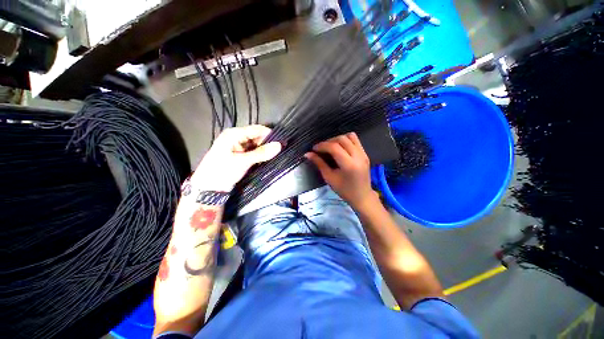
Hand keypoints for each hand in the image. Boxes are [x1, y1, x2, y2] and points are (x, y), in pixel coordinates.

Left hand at [190, 125, 281, 191]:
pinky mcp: (239, 155)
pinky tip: (266, 159)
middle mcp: (236, 137)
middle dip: (268, 143)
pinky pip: (253, 151)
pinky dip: (259, 155)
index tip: (282, 142)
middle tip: (279, 151)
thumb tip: (279, 145)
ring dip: (264, 150)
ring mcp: (238, 146)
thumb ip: (262, 153)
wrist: (208, 188)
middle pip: (257, 136)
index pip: (257, 129)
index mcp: (234, 134)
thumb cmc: (223, 171)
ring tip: (275, 155)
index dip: (270, 135)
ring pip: (256, 145)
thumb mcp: (243, 161)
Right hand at [305, 132, 376, 210]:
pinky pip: (355, 140)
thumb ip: (319, 164)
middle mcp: (358, 156)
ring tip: (330, 146)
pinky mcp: (365, 154)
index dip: (322, 145)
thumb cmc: (344, 190)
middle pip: (342, 139)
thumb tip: (308, 154)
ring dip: (338, 139)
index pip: (334, 147)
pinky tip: (340, 148)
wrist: (362, 196)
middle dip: (329, 141)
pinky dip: (346, 140)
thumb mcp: (329, 178)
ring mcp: (363, 154)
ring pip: (350, 136)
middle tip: (321, 148)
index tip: (314, 149)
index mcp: (349, 165)